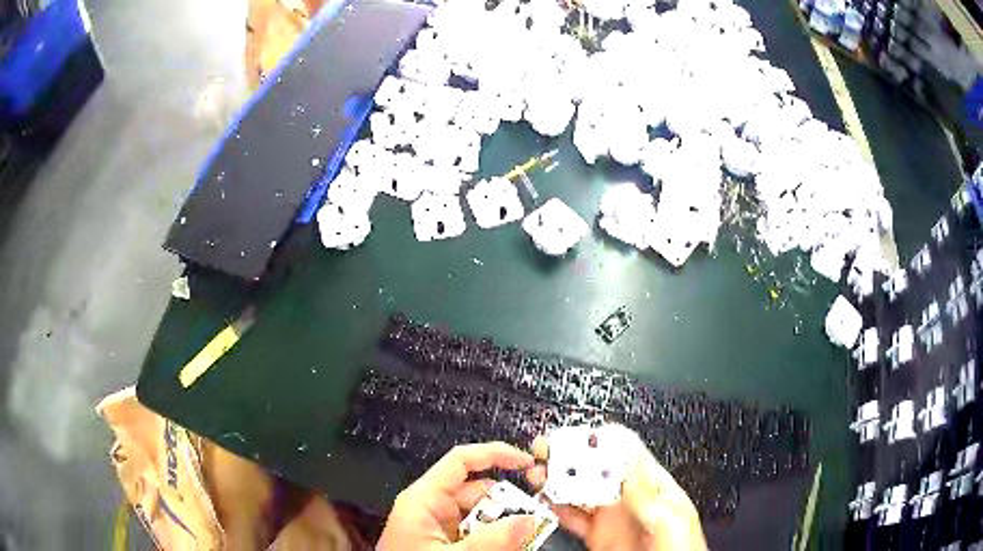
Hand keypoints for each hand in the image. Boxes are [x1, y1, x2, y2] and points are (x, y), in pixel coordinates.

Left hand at [378, 442, 538, 549]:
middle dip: (509, 502)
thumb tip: (532, 520)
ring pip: (482, 516)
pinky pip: (478, 534)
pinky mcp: (445, 542)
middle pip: (478, 492)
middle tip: (541, 517)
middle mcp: (432, 508)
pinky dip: (496, 539)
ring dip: (506, 525)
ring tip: (530, 537)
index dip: (494, 455)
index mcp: (425, 499)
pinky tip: (511, 547)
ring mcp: (439, 527)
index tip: (529, 463)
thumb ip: (493, 540)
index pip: (461, 462)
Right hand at [527, 429, 707, 550]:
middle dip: (570, 458)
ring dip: (558, 481)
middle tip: (545, 450)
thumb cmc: (681, 549)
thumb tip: (626, 463)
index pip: (626, 455)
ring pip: (581, 493)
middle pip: (596, 471)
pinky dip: (556, 508)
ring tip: (537, 471)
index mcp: (653, 487)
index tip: (576, 435)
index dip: (600, 442)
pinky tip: (544, 501)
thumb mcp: (669, 518)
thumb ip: (645, 493)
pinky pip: (573, 518)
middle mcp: (629, 500)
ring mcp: (612, 519)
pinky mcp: (598, 537)